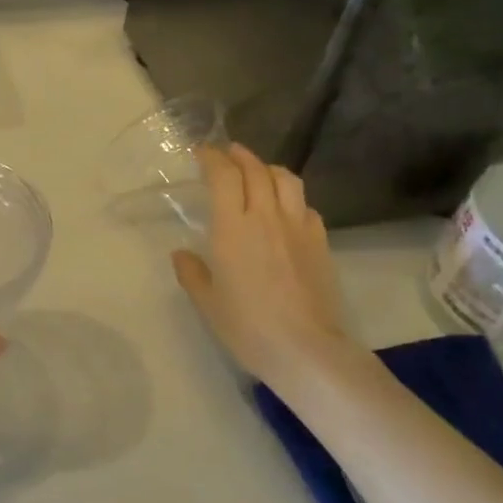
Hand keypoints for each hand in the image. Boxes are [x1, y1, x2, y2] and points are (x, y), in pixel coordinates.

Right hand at [172, 145, 359, 390]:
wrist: (307, 349)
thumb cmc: (248, 327)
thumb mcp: (208, 303)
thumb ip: (192, 273)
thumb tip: (182, 253)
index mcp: (232, 227)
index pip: (223, 175)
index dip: (212, 157)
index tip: (201, 152)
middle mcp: (265, 217)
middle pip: (255, 169)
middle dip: (239, 155)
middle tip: (227, 154)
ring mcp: (298, 227)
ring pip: (286, 180)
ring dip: (268, 168)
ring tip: (258, 172)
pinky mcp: (320, 242)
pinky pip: (305, 205)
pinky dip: (291, 197)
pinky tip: (285, 209)